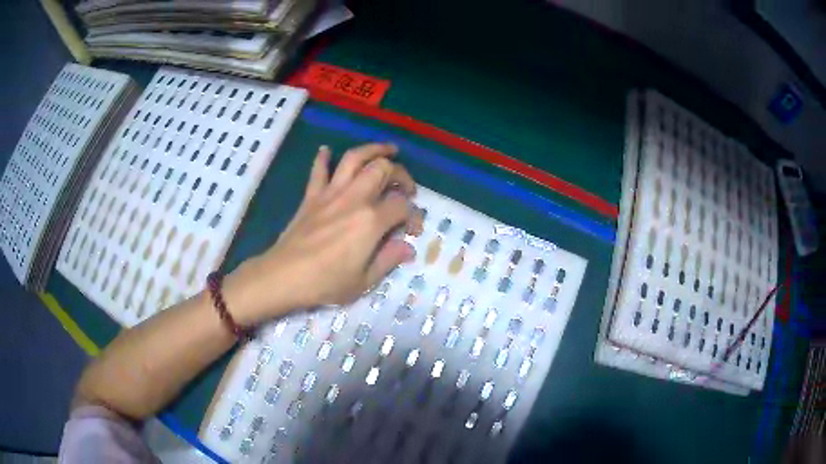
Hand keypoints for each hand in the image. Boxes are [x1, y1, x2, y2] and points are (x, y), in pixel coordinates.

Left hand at [226, 143, 422, 324]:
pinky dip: (323, 158)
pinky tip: (327, 150)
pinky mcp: (312, 196)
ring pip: (354, 158)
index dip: (415, 215)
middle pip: (383, 169)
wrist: (284, 276)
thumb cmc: (325, 282)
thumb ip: (389, 260)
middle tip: (407, 187)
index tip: (414, 230)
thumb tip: (408, 248)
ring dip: (374, 149)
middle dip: (401, 174)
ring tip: (388, 149)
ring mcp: (331, 194)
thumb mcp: (364, 281)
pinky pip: (318, 171)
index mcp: (371, 221)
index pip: (402, 206)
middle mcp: (354, 199)